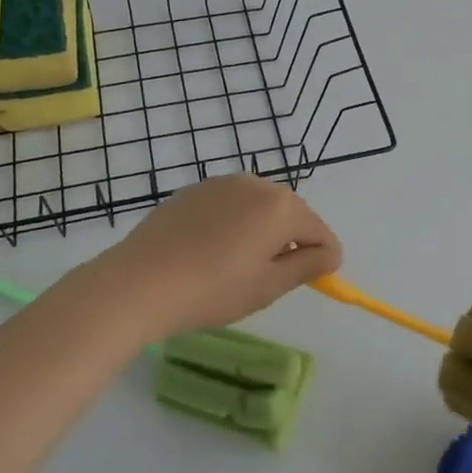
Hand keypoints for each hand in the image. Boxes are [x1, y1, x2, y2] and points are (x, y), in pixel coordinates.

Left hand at [89, 175, 341, 339]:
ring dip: (263, 229)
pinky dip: (235, 223)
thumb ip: (307, 266)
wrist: (140, 281)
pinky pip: (231, 204)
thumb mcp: (268, 286)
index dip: (324, 257)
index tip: (315, 280)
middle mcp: (256, 184)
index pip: (320, 231)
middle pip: (291, 212)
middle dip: (293, 240)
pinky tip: (213, 251)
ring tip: (241, 265)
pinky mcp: (195, 189)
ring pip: (260, 206)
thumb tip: (331, 254)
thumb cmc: (213, 289)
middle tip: (274, 277)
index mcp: (281, 207)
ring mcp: (223, 183)